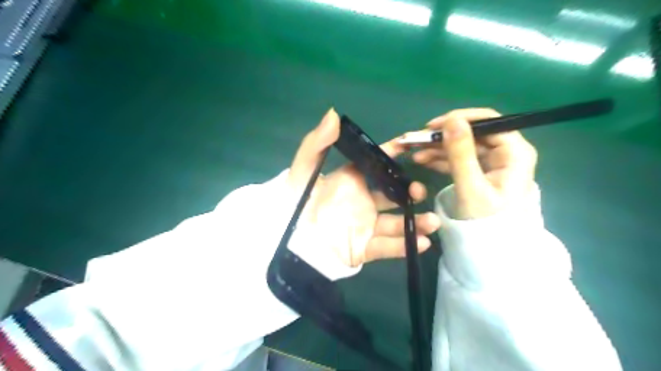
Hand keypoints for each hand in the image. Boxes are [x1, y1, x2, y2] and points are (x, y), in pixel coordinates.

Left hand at [287, 108, 440, 267]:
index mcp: (351, 181)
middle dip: (411, 193)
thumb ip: (317, 143)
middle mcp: (363, 202)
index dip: (394, 155)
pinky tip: (421, 242)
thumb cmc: (295, 203)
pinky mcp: (363, 249)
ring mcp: (365, 226)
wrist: (287, 242)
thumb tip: (334, 113)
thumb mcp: (303, 171)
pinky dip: (403, 246)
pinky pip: (386, 248)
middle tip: (419, 193)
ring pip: (396, 223)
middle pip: (394, 196)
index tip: (412, 147)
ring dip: (416, 222)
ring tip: (433, 223)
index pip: (378, 165)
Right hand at [411, 109, 536, 218]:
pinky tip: (423, 160)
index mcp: (514, 152)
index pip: (488, 122)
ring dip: (438, 147)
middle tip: (416, 140)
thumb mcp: (471, 187)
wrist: (491, 247)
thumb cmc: (485, 221)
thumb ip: (461, 154)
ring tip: (414, 152)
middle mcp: (506, 152)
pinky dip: (441, 158)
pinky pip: (459, 158)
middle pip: (472, 133)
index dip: (458, 120)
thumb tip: (452, 120)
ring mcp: (493, 162)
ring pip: (462, 145)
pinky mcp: (481, 171)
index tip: (431, 127)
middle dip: (442, 136)